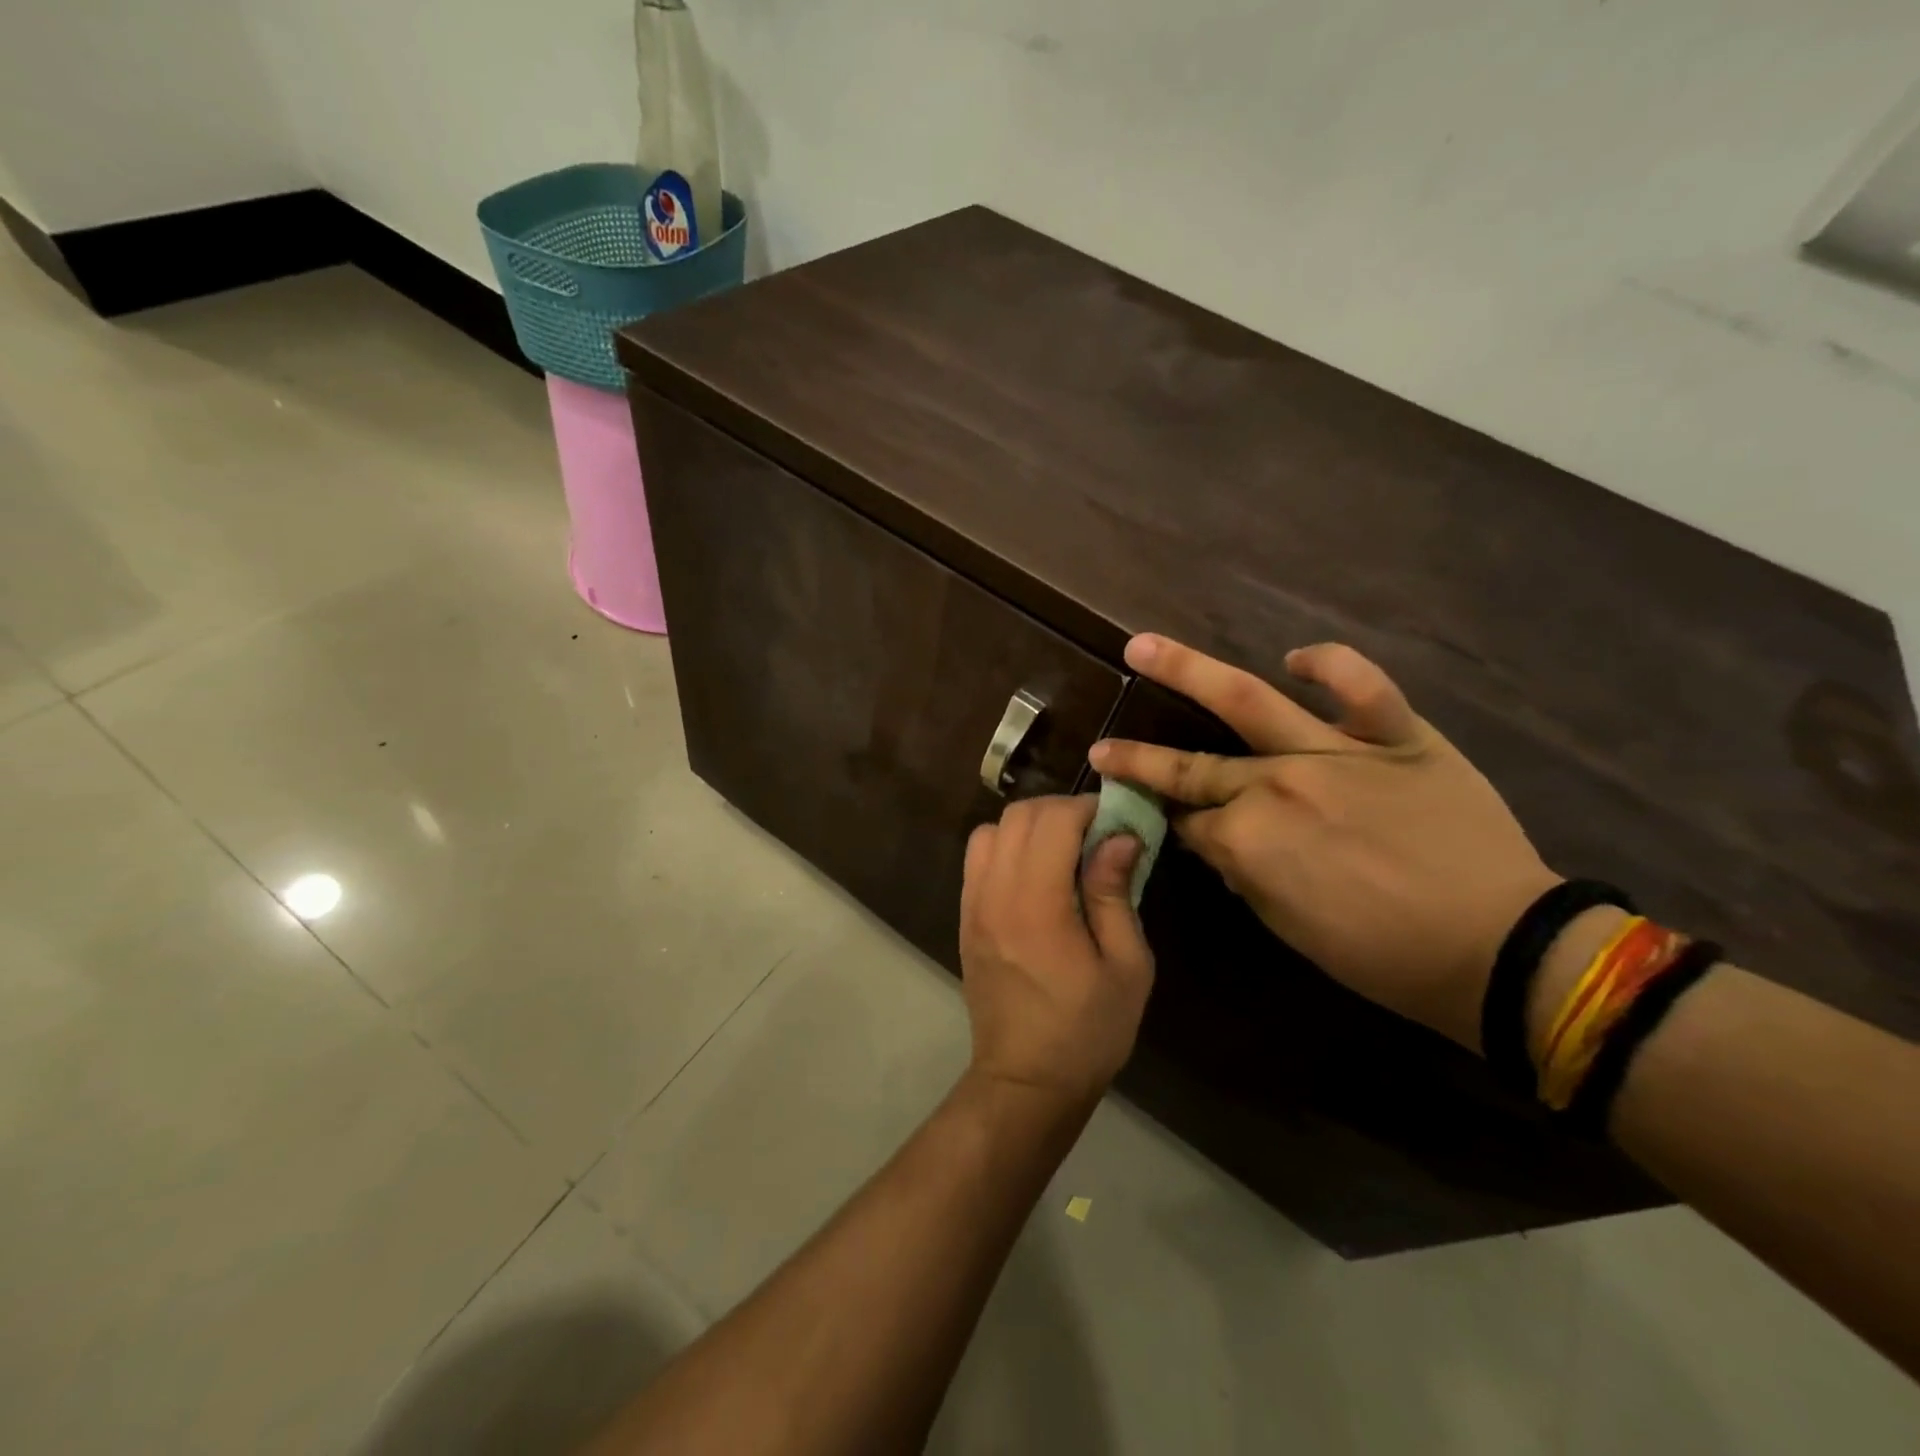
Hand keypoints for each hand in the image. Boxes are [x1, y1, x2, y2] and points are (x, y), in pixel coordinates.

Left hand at [959, 796, 1155, 1109]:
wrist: (1025, 1081)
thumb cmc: (1088, 1030)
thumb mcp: (1126, 966)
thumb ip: (1116, 893)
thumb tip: (1120, 836)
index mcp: (1037, 904)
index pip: (1053, 820)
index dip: (1088, 809)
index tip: (1118, 823)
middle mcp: (995, 893)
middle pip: (1018, 815)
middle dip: (1061, 811)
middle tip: (1096, 835)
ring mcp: (973, 904)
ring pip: (992, 829)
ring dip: (1030, 826)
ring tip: (1064, 852)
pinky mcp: (965, 917)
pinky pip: (978, 858)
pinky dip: (1006, 846)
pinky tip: (1035, 874)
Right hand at [1090, 636, 1558, 1049]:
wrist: (1498, 949)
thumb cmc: (1382, 955)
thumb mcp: (1288, 927)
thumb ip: (1242, 874)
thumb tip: (1217, 840)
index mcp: (1247, 841)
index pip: (1187, 822)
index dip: (1168, 824)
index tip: (1154, 821)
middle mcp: (1275, 785)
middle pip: (1190, 767)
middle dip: (1138, 761)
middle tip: (1103, 749)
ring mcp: (1333, 752)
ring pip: (1246, 702)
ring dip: (1185, 671)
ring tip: (1142, 646)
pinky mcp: (1395, 735)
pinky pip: (1360, 685)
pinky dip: (1329, 664)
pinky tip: (1296, 659)